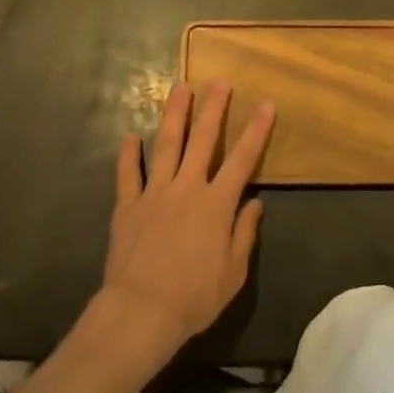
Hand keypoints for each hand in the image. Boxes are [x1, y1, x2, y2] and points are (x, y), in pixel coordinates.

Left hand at [100, 82, 273, 362]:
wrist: (141, 311)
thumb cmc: (194, 297)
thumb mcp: (233, 273)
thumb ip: (244, 234)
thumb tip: (255, 203)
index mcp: (216, 204)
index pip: (242, 159)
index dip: (256, 130)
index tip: (266, 104)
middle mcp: (187, 188)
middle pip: (203, 140)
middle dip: (213, 108)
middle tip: (219, 81)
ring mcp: (154, 193)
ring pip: (165, 144)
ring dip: (174, 114)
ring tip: (180, 88)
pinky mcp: (128, 206)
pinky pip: (128, 174)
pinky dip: (128, 154)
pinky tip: (130, 136)